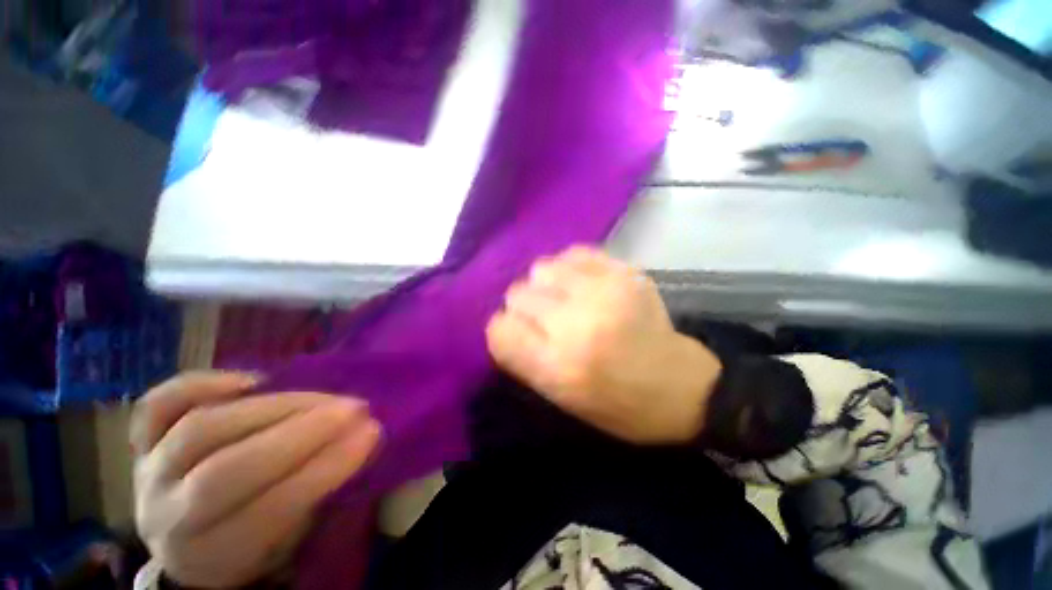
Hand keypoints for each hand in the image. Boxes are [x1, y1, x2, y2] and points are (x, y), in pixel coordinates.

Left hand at [132, 372, 380, 587]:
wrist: (189, 541)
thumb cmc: (252, 544)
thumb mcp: (290, 541)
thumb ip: (321, 493)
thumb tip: (363, 437)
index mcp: (210, 555)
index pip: (267, 511)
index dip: (323, 469)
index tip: (370, 434)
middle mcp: (167, 515)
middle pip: (227, 468)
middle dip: (301, 433)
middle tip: (354, 408)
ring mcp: (147, 471)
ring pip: (201, 428)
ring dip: (274, 407)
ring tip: (324, 397)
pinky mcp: (142, 441)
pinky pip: (157, 407)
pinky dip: (199, 385)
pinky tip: (249, 381)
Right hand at [486, 246, 720, 443]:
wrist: (680, 385)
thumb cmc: (617, 404)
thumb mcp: (560, 397)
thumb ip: (523, 358)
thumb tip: (504, 322)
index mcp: (558, 366)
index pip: (500, 330)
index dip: (504, 330)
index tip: (518, 334)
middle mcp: (576, 324)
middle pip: (517, 294)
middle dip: (524, 307)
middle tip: (546, 319)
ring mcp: (603, 292)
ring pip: (541, 268)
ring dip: (545, 285)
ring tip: (563, 298)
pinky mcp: (624, 273)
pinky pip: (573, 253)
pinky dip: (569, 268)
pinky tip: (581, 283)